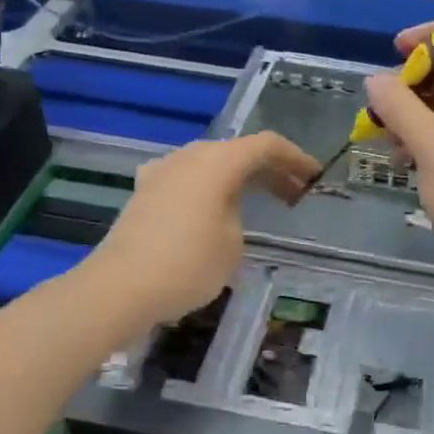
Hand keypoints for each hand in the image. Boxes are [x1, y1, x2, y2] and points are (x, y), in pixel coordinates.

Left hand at [93, 132, 318, 324]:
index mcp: (218, 161)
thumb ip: (238, 214)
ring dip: (238, 178)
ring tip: (258, 201)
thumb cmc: (187, 265)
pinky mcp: (145, 192)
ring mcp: (163, 171)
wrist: (119, 288)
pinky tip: (209, 206)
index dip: (295, 158)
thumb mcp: (232, 243)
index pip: (266, 145)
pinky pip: (187, 179)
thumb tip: (226, 210)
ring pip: (211, 164)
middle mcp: (190, 156)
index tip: (314, 177)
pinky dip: (208, 188)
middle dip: (269, 170)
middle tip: (294, 194)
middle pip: (238, 152)